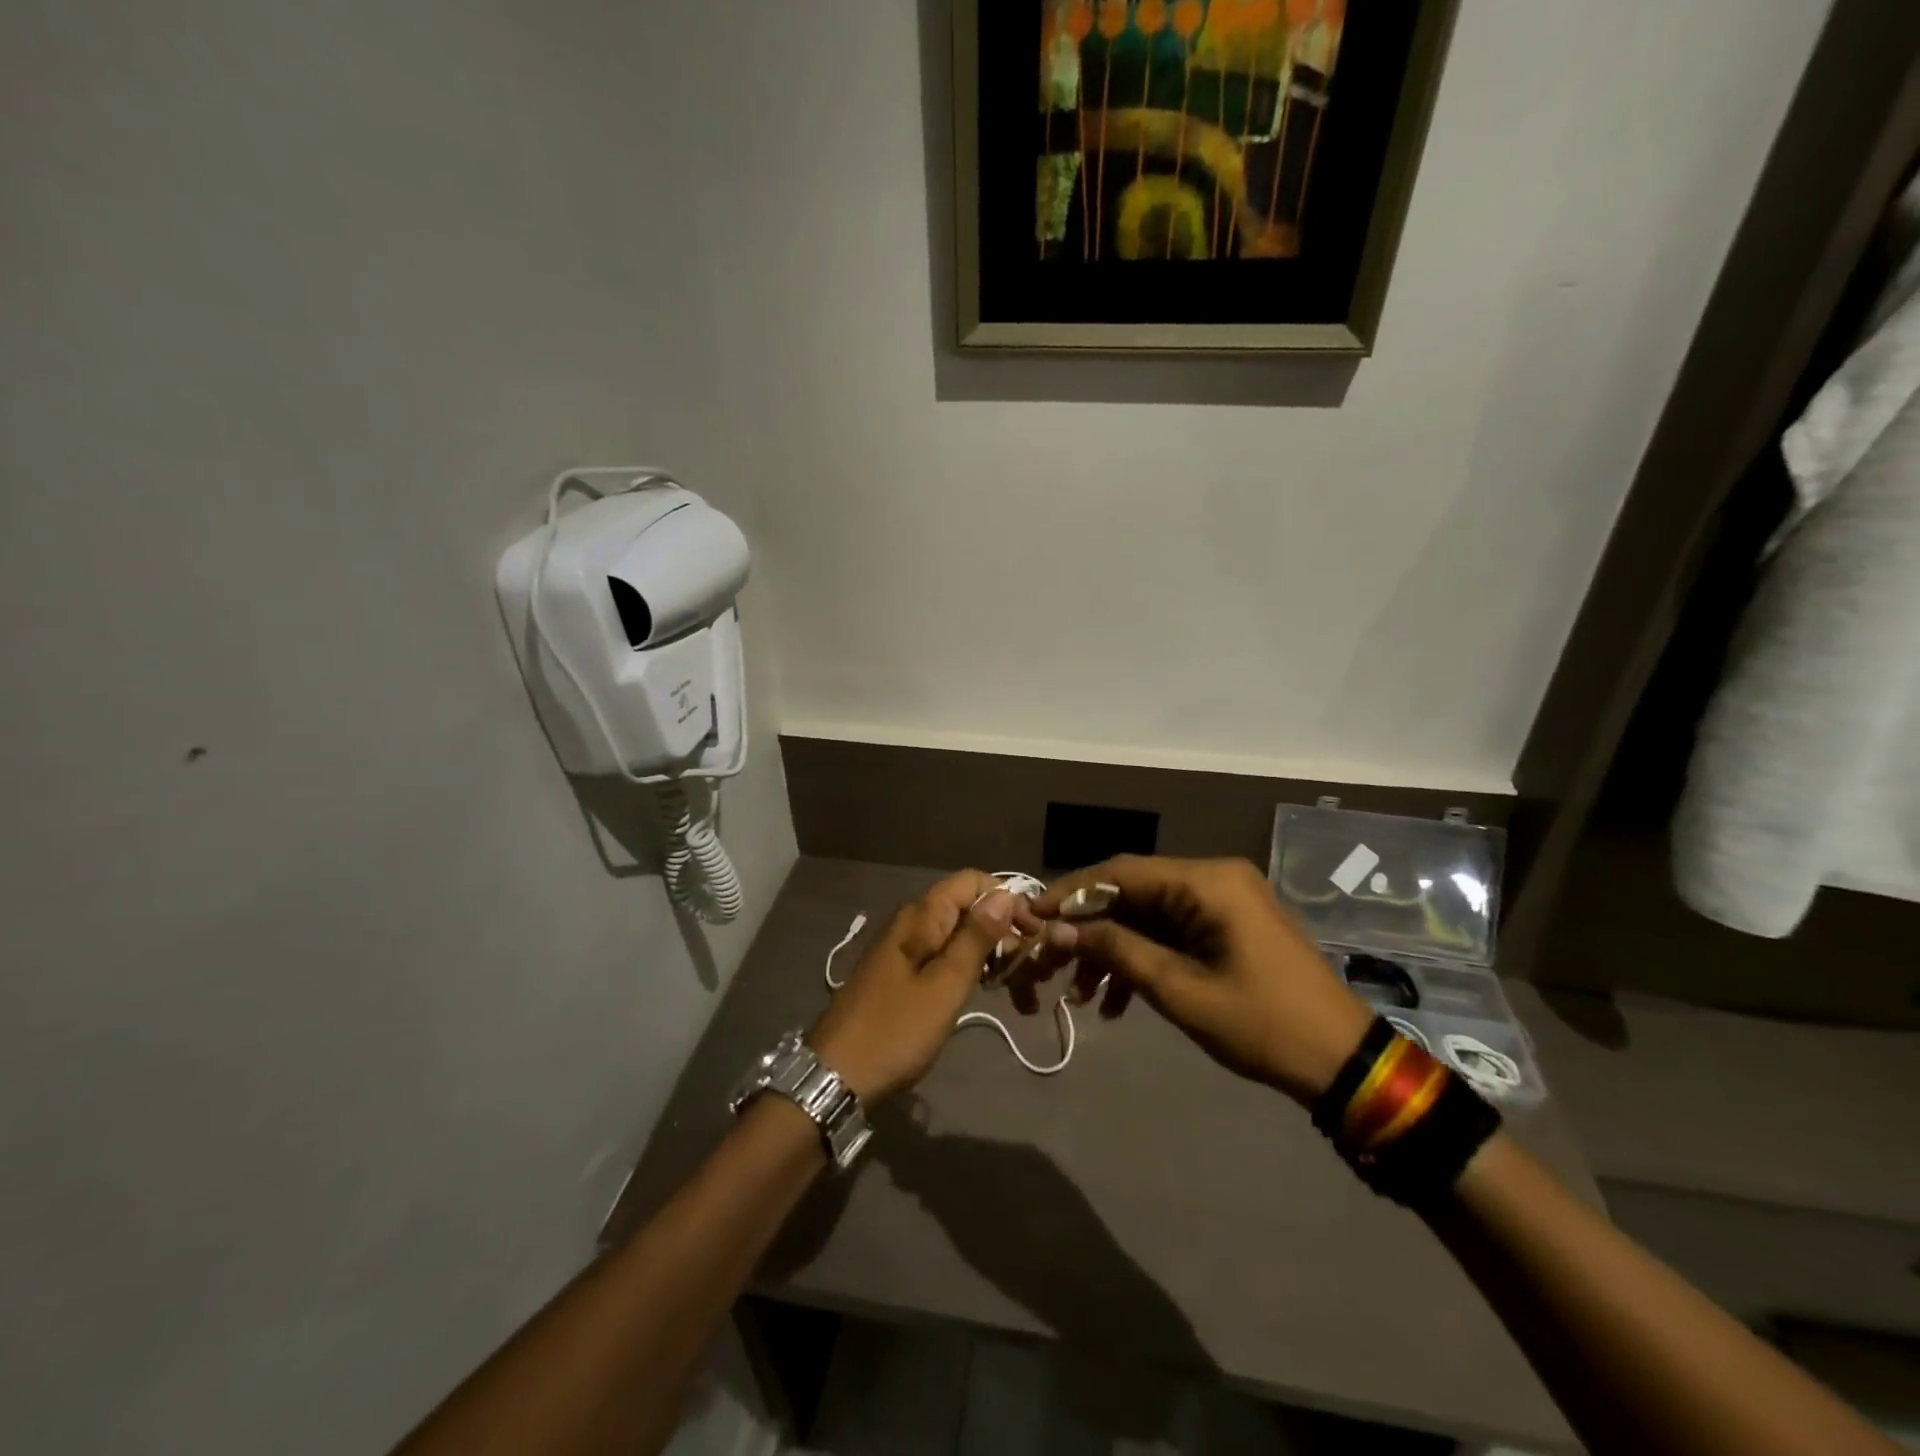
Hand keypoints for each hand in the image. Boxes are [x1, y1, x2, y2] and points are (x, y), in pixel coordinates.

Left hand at [808, 870, 1035, 1104]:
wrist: (836, 1076)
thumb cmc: (896, 1030)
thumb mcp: (945, 985)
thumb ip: (975, 937)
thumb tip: (1004, 893)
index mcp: (921, 916)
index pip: (972, 881)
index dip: (1006, 899)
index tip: (1032, 932)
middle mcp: (911, 922)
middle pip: (965, 906)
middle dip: (1000, 927)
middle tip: (1027, 966)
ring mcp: (903, 948)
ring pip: (955, 932)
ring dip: (987, 950)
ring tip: (1013, 982)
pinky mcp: (900, 973)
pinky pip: (941, 954)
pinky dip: (966, 966)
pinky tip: (982, 988)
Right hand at [1023, 856, 1372, 1106]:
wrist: (1343, 1062)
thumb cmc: (1261, 1024)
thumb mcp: (1179, 989)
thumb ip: (1116, 949)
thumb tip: (1057, 928)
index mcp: (1206, 881)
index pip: (1120, 872)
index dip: (1070, 893)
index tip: (1031, 916)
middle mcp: (1213, 877)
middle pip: (1132, 892)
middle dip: (1089, 929)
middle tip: (1051, 962)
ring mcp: (1223, 901)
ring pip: (1147, 915)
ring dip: (1113, 949)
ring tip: (1082, 995)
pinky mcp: (1227, 925)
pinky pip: (1171, 931)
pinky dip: (1142, 958)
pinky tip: (1116, 1001)